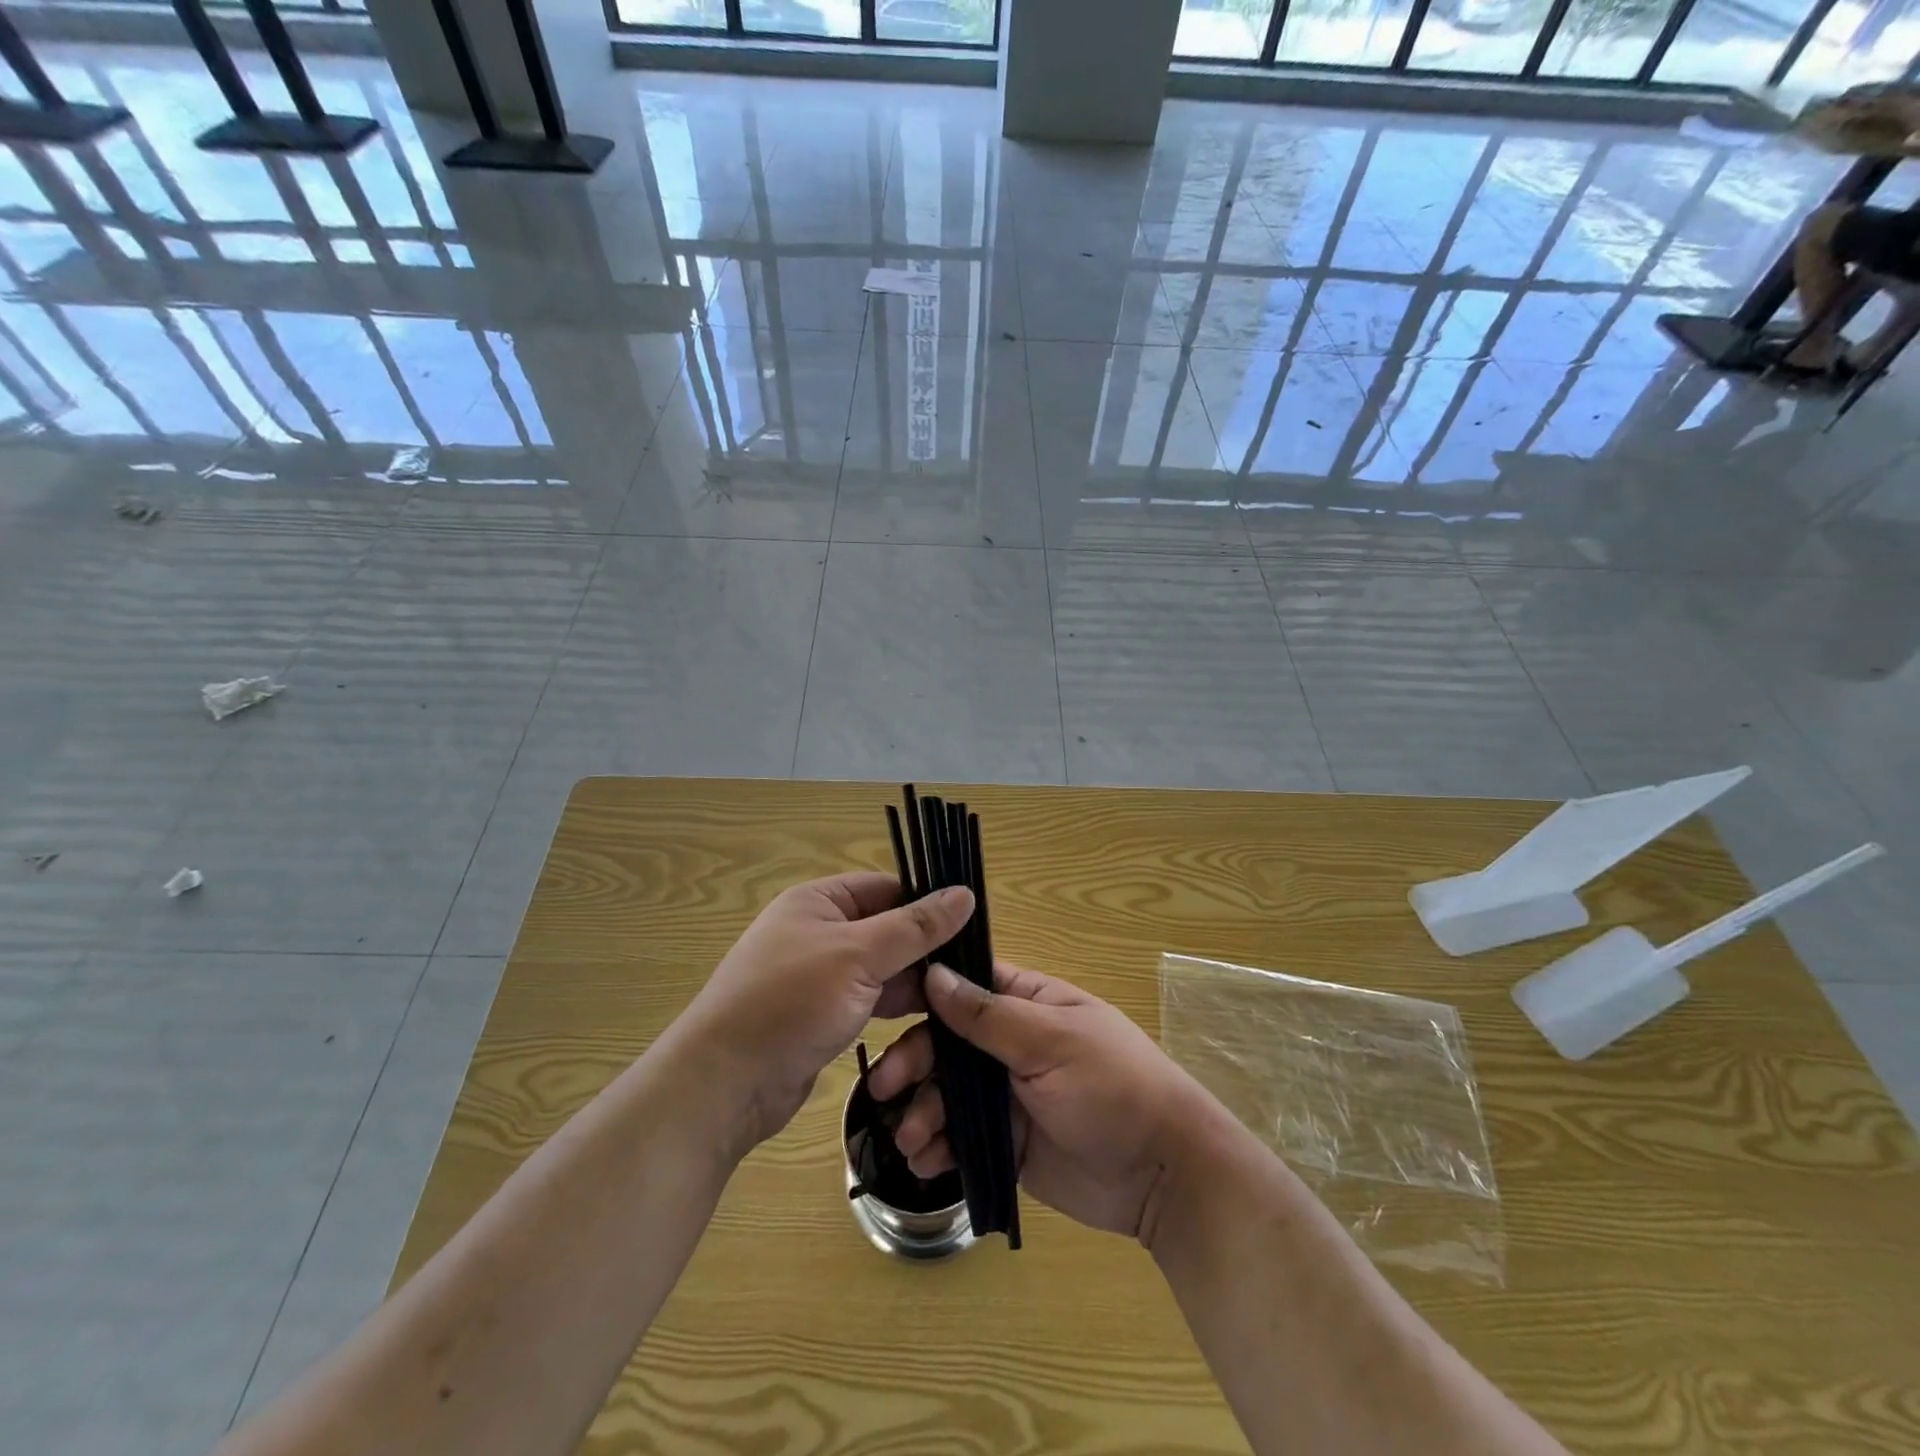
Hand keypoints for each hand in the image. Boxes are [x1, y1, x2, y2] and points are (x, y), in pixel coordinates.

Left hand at [683, 873, 973, 1147]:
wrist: (725, 1084)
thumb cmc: (790, 1002)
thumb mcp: (859, 956)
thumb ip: (915, 927)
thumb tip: (966, 893)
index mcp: (819, 901)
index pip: (888, 888)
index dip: (929, 902)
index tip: (974, 924)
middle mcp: (819, 931)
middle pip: (888, 928)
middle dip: (926, 949)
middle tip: (974, 969)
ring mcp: (821, 975)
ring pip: (883, 968)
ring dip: (914, 982)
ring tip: (961, 996)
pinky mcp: (823, 1014)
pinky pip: (870, 999)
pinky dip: (896, 1006)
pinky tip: (932, 1020)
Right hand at [867, 959, 1232, 1244]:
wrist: (1161, 1175)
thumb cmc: (1112, 1086)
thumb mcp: (1051, 1042)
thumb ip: (988, 1015)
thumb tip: (934, 973)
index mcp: (1028, 1003)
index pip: (966, 986)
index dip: (925, 995)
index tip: (886, 1011)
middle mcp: (1011, 1044)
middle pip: (946, 1044)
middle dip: (913, 1063)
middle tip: (884, 1088)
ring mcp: (1007, 1095)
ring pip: (947, 1093)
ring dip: (921, 1112)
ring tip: (911, 1141)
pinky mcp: (1006, 1142)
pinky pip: (960, 1138)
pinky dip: (939, 1148)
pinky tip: (927, 1162)